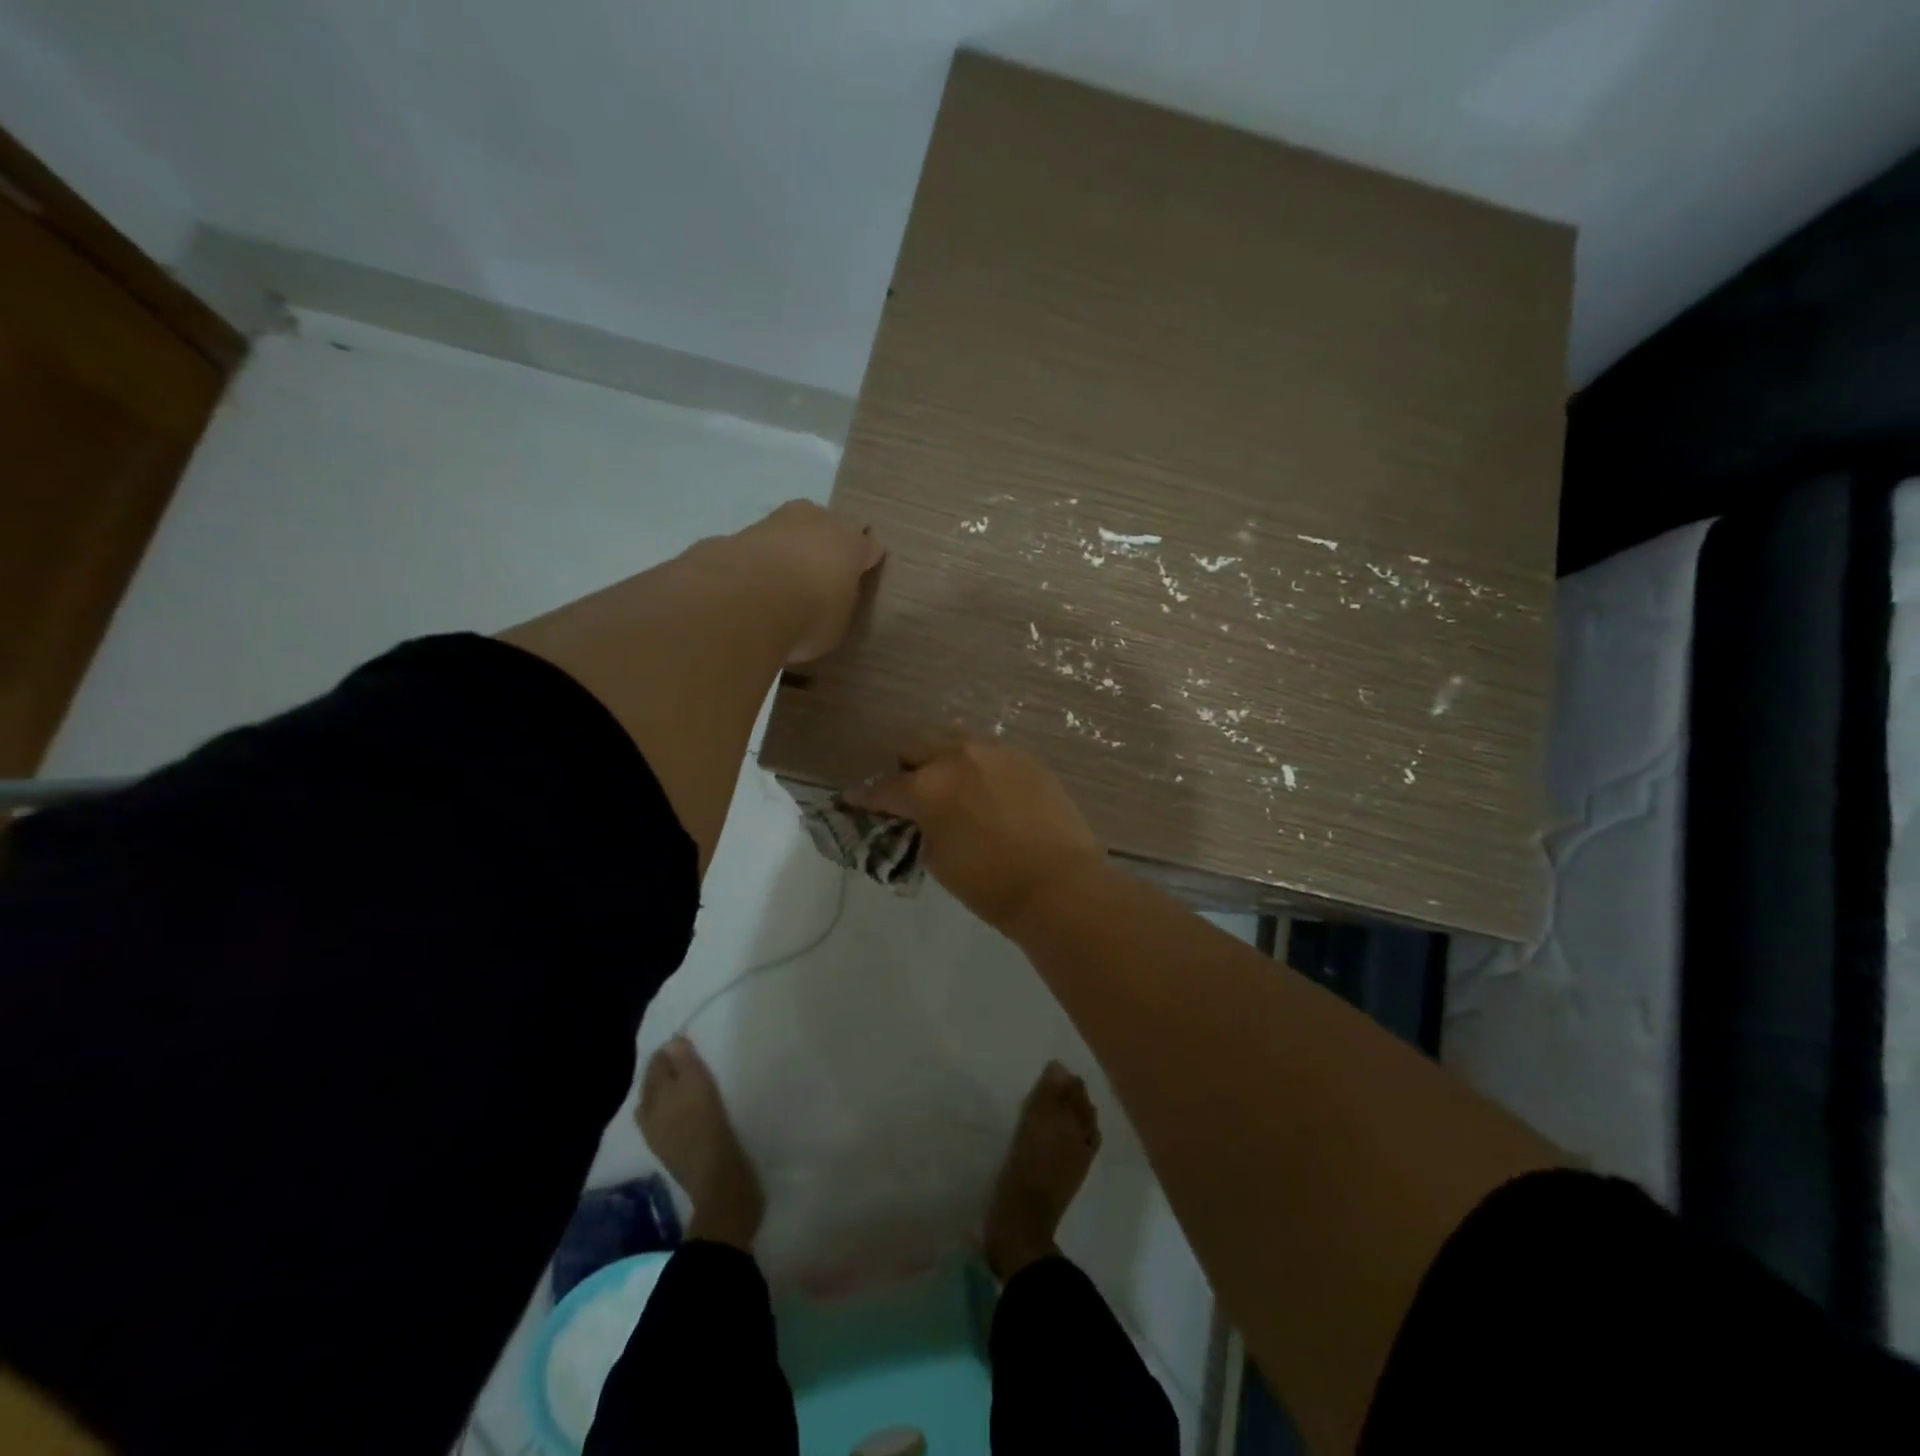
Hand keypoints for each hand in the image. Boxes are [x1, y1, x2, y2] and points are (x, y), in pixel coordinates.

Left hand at [729, 500, 883, 662]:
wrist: (747, 600)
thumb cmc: (809, 616)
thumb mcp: (837, 622)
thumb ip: (838, 603)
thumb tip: (831, 598)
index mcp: (850, 545)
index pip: (867, 545)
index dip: (865, 558)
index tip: (863, 569)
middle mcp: (817, 523)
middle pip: (827, 523)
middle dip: (826, 541)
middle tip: (821, 570)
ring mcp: (776, 522)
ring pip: (790, 528)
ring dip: (790, 546)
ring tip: (784, 578)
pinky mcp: (739, 533)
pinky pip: (758, 546)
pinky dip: (759, 559)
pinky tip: (753, 582)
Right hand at [855, 735, 1106, 936]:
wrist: (1059, 884)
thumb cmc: (990, 884)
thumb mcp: (936, 859)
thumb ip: (917, 827)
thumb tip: (914, 817)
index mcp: (928, 786)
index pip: (883, 787)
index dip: (865, 798)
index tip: (856, 802)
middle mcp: (957, 756)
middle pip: (916, 747)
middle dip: (906, 769)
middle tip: (909, 794)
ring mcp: (995, 752)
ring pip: (954, 740)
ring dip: (942, 759)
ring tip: (949, 785)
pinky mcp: (1026, 757)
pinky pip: (989, 752)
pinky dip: (977, 766)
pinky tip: (985, 790)